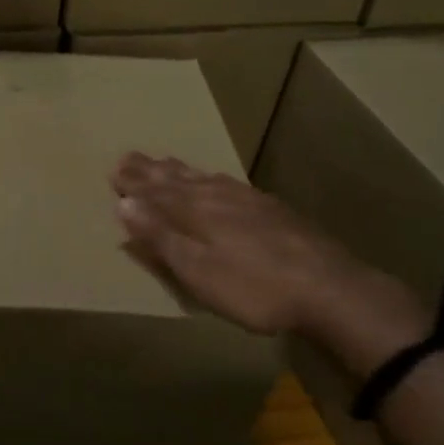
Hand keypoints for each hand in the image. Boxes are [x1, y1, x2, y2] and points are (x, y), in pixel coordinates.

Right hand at [111, 153, 428, 377]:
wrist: (330, 288)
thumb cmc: (254, 288)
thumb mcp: (198, 271)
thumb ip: (161, 238)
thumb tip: (124, 203)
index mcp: (195, 212)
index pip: (155, 192)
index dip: (134, 182)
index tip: (113, 168)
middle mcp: (218, 197)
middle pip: (177, 180)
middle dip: (151, 170)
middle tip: (129, 156)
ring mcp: (248, 200)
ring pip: (203, 178)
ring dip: (178, 170)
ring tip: (164, 161)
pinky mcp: (271, 209)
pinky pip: (228, 183)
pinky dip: (210, 178)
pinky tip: (215, 180)